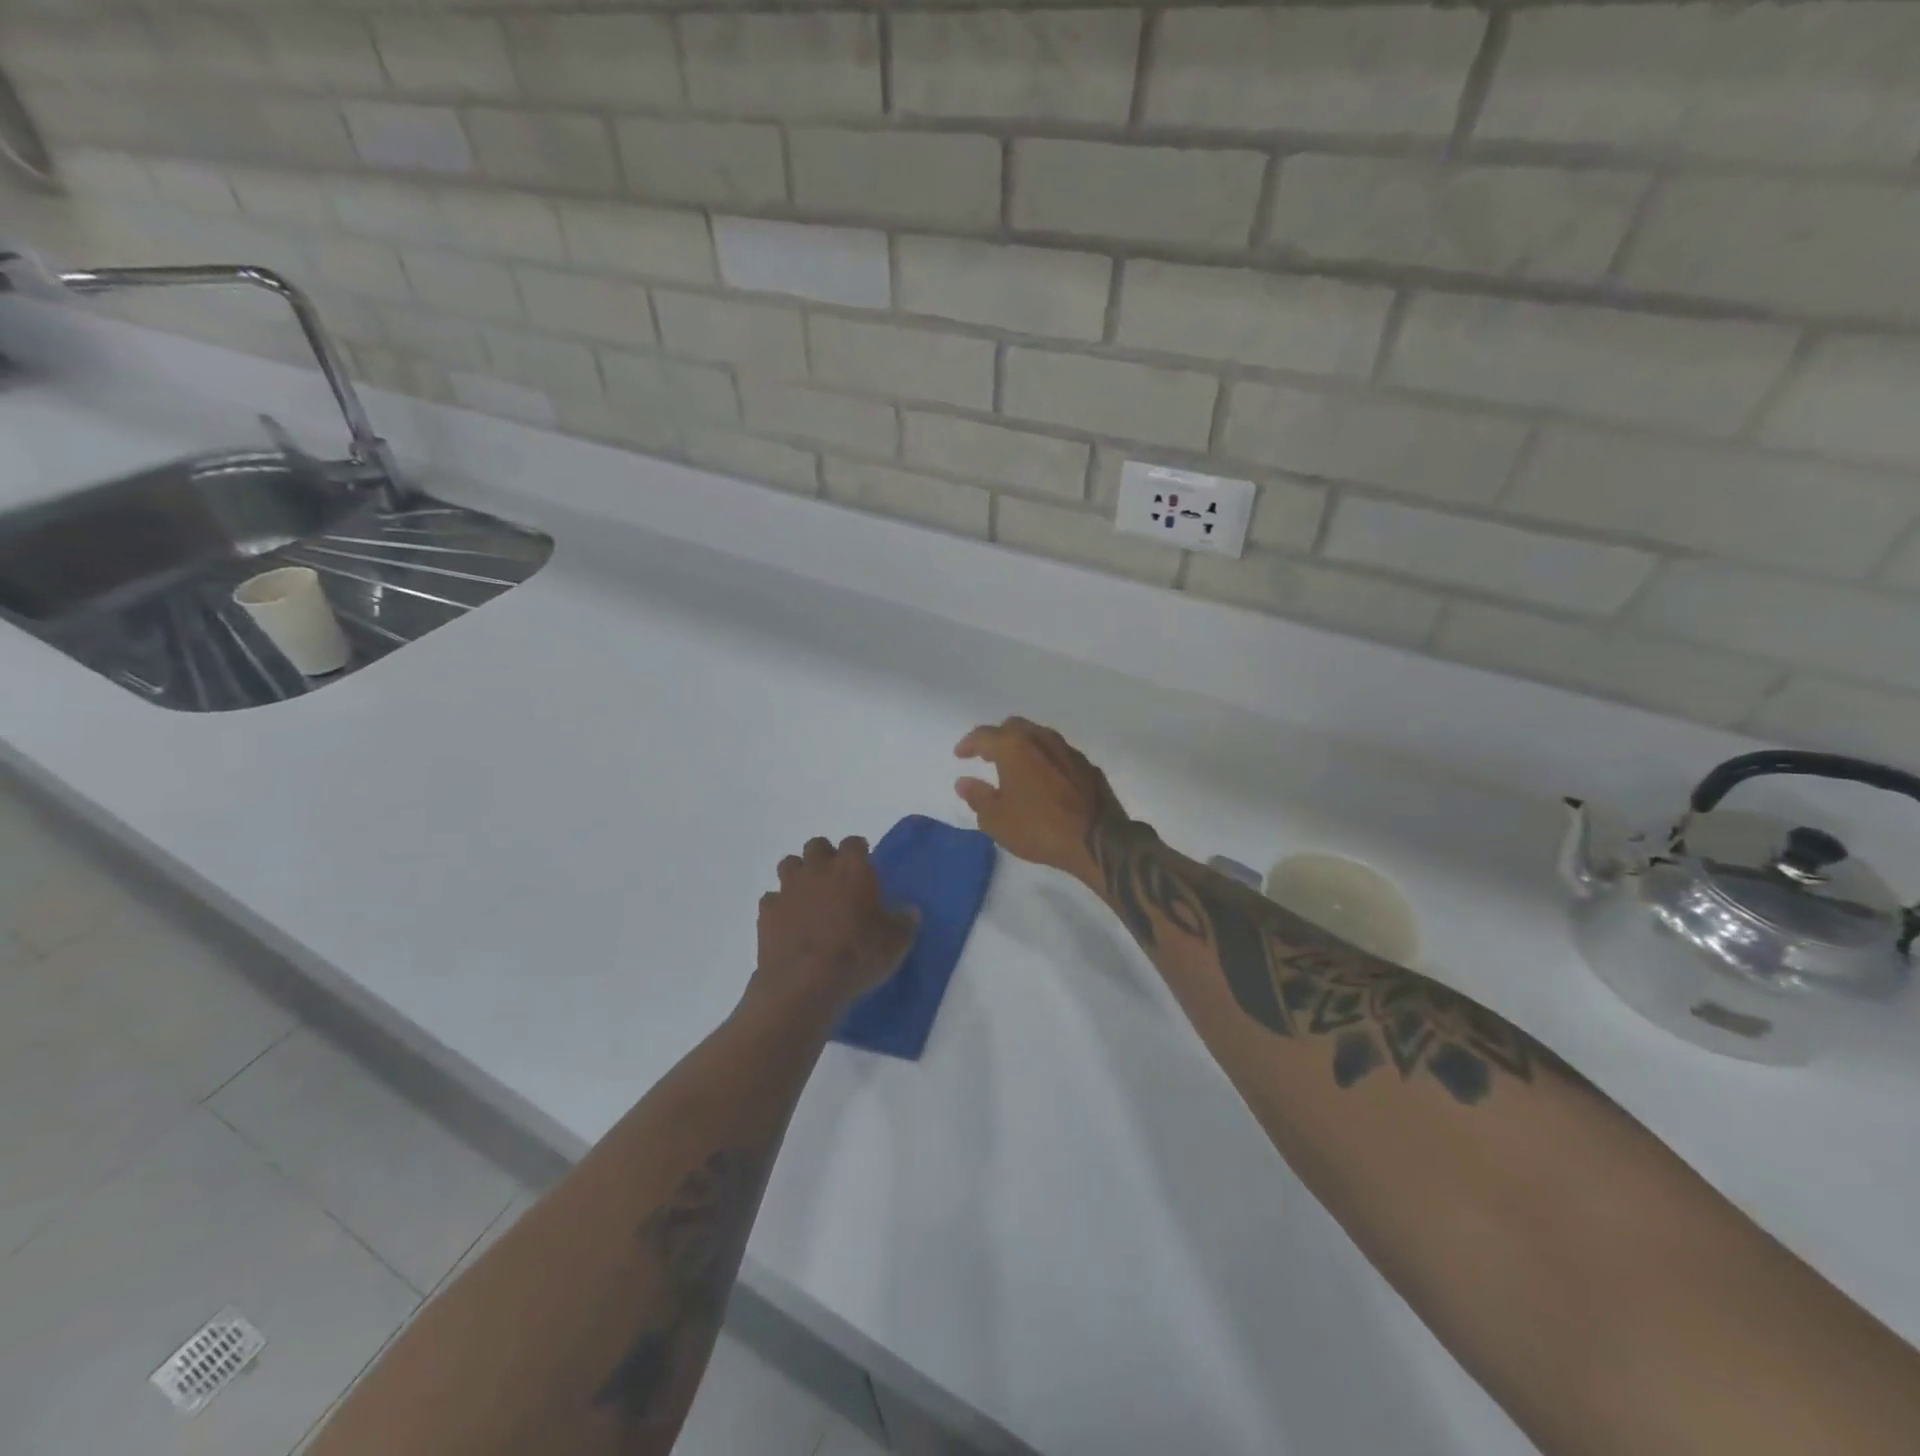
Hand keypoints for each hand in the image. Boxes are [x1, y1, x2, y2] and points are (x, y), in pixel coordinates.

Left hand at [753, 836, 918, 1015]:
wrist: (805, 985)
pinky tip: (788, 924)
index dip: (859, 853)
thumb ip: (904, 922)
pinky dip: (780, 907)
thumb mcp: (896, 944)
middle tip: (835, 881)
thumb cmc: (857, 956)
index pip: (854, 843)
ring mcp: (788, 888)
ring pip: (789, 864)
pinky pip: (772, 899)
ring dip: (799, 875)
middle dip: (825, 857)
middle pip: (817, 845)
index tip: (865, 868)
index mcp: (852, 869)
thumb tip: (909, 911)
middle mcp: (818, 869)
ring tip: (809, 897)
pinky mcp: (767, 911)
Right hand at [954, 718, 1128, 882]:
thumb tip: (965, 782)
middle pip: (1014, 727)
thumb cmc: (1039, 828)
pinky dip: (1046, 761)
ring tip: (1016, 767)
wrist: (1097, 840)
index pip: (984, 735)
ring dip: (1024, 747)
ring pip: (1039, 737)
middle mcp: (1042, 739)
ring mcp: (1069, 750)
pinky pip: (1059, 755)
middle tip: (988, 756)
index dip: (968, 744)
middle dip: (997, 738)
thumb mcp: (997, 820)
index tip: (960, 755)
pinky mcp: (1088, 766)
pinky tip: (1044, 780)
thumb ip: (978, 797)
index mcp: (1015, 746)